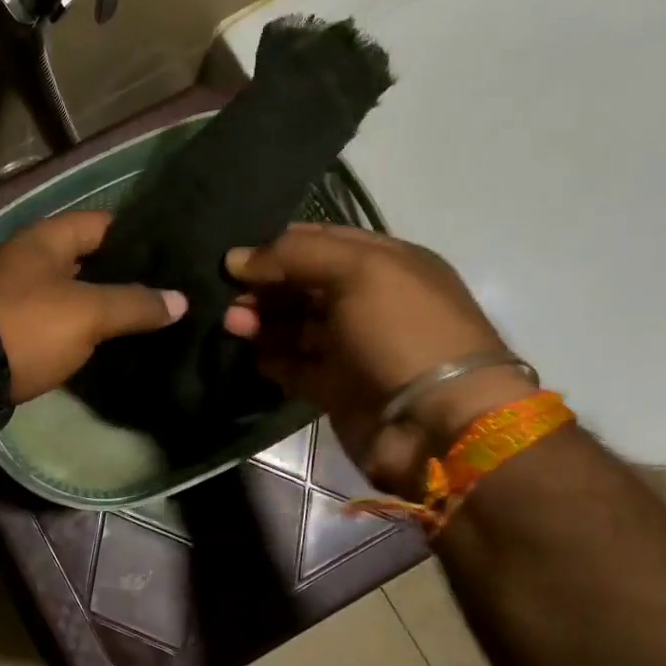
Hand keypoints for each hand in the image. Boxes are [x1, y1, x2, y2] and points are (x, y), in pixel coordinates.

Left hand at [0, 211, 186, 402]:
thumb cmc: (26, 325)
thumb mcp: (87, 312)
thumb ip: (134, 304)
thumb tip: (181, 300)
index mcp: (46, 239)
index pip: (103, 223)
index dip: (139, 235)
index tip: (173, 254)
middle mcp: (30, 260)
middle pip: (89, 261)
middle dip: (125, 275)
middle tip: (170, 291)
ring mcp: (18, 296)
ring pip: (74, 294)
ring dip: (104, 306)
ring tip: (151, 318)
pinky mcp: (13, 330)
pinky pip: (58, 323)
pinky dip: (82, 331)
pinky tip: (112, 344)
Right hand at [222, 224, 533, 488]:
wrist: (437, 424)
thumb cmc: (404, 333)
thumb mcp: (359, 271)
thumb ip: (296, 255)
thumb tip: (236, 259)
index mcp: (387, 263)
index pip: (322, 241)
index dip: (279, 245)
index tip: (236, 256)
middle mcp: (370, 302)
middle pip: (304, 284)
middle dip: (265, 285)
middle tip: (228, 295)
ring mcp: (353, 348)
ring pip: (294, 325)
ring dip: (261, 320)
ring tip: (231, 322)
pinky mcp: (336, 388)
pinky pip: (293, 366)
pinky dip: (269, 357)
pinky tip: (245, 351)